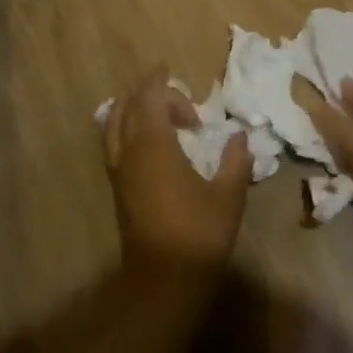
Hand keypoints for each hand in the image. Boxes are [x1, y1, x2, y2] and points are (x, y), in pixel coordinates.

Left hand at [104, 67, 251, 278]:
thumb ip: (234, 160)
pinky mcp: (119, 191)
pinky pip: (114, 145)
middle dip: (145, 93)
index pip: (148, 98)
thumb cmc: (199, 233)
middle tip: (171, 91)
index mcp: (154, 146)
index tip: (171, 71)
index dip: (158, 82)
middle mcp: (130, 153)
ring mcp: (120, 173)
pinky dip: (126, 130)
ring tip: (157, 110)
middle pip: (126, 108)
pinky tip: (148, 140)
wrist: (164, 282)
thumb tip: (239, 136)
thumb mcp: (228, 195)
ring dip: (132, 110)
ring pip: (114, 126)